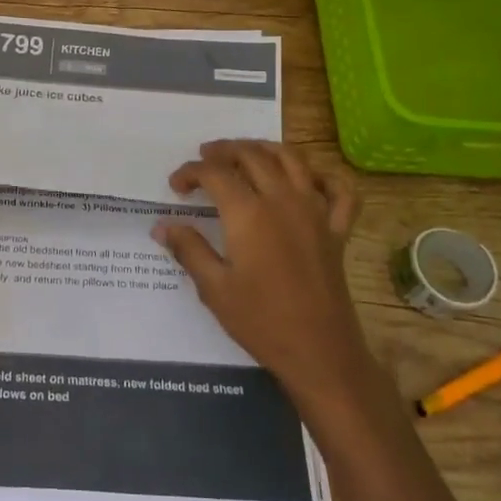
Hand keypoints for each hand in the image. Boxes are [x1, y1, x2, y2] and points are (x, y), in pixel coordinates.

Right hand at [152, 139, 377, 412]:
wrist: (320, 351)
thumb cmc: (261, 321)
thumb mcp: (214, 288)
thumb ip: (189, 250)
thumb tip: (162, 226)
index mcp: (249, 214)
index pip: (215, 174)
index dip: (191, 172)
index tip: (176, 186)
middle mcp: (283, 201)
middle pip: (252, 156)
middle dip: (224, 151)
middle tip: (205, 158)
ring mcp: (315, 212)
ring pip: (292, 160)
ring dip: (265, 148)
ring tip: (246, 153)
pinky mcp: (337, 230)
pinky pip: (338, 191)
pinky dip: (323, 177)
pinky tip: (307, 180)